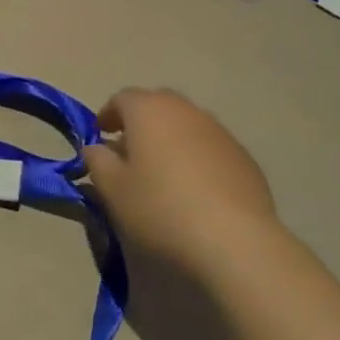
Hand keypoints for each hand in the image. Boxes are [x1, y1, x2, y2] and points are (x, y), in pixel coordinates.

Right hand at [82, 89, 281, 277]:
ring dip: (170, 139)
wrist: (234, 241)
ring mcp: (220, 131)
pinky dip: (196, 158)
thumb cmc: (160, 210)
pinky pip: (210, 148)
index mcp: (149, 110)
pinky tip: (195, 190)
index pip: (122, 99)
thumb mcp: (113, 190)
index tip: (99, 136)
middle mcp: (186, 110)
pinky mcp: (244, 157)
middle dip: (140, 123)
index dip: (107, 115)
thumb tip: (95, 148)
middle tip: (129, 152)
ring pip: (186, 125)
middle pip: (157, 106)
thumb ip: (97, 162)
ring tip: (162, 173)